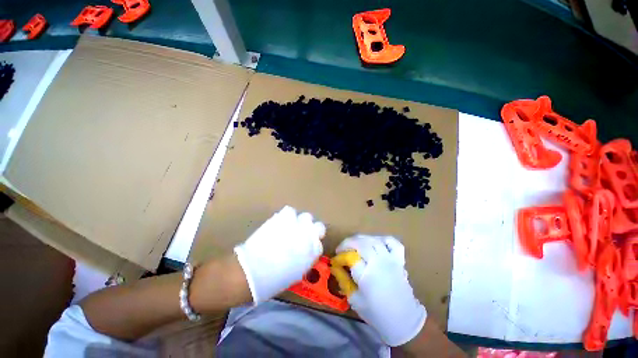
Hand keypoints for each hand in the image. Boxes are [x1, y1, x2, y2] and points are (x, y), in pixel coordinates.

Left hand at [234, 206, 325, 303]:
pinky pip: (290, 211)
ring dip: (301, 222)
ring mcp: (297, 226)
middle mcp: (308, 237)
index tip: (308, 246)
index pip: (319, 244)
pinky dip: (287, 216)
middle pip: (319, 227)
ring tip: (292, 226)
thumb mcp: (295, 274)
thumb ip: (303, 261)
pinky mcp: (283, 219)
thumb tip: (304, 254)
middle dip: (313, 230)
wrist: (253, 271)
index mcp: (312, 253)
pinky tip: (282, 221)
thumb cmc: (274, 280)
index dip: (313, 244)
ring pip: (306, 216)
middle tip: (303, 233)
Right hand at [336, 235, 426, 346]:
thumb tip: (336, 267)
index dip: (341, 256)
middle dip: (348, 243)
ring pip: (373, 239)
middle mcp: (379, 263)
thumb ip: (344, 281)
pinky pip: (393, 242)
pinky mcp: (399, 260)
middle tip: (342, 249)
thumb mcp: (355, 300)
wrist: (405, 321)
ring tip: (356, 244)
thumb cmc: (377, 313)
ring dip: (361, 239)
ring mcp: (390, 259)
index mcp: (367, 276)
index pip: (350, 257)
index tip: (336, 258)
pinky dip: (383, 239)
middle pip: (361, 243)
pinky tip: (377, 242)